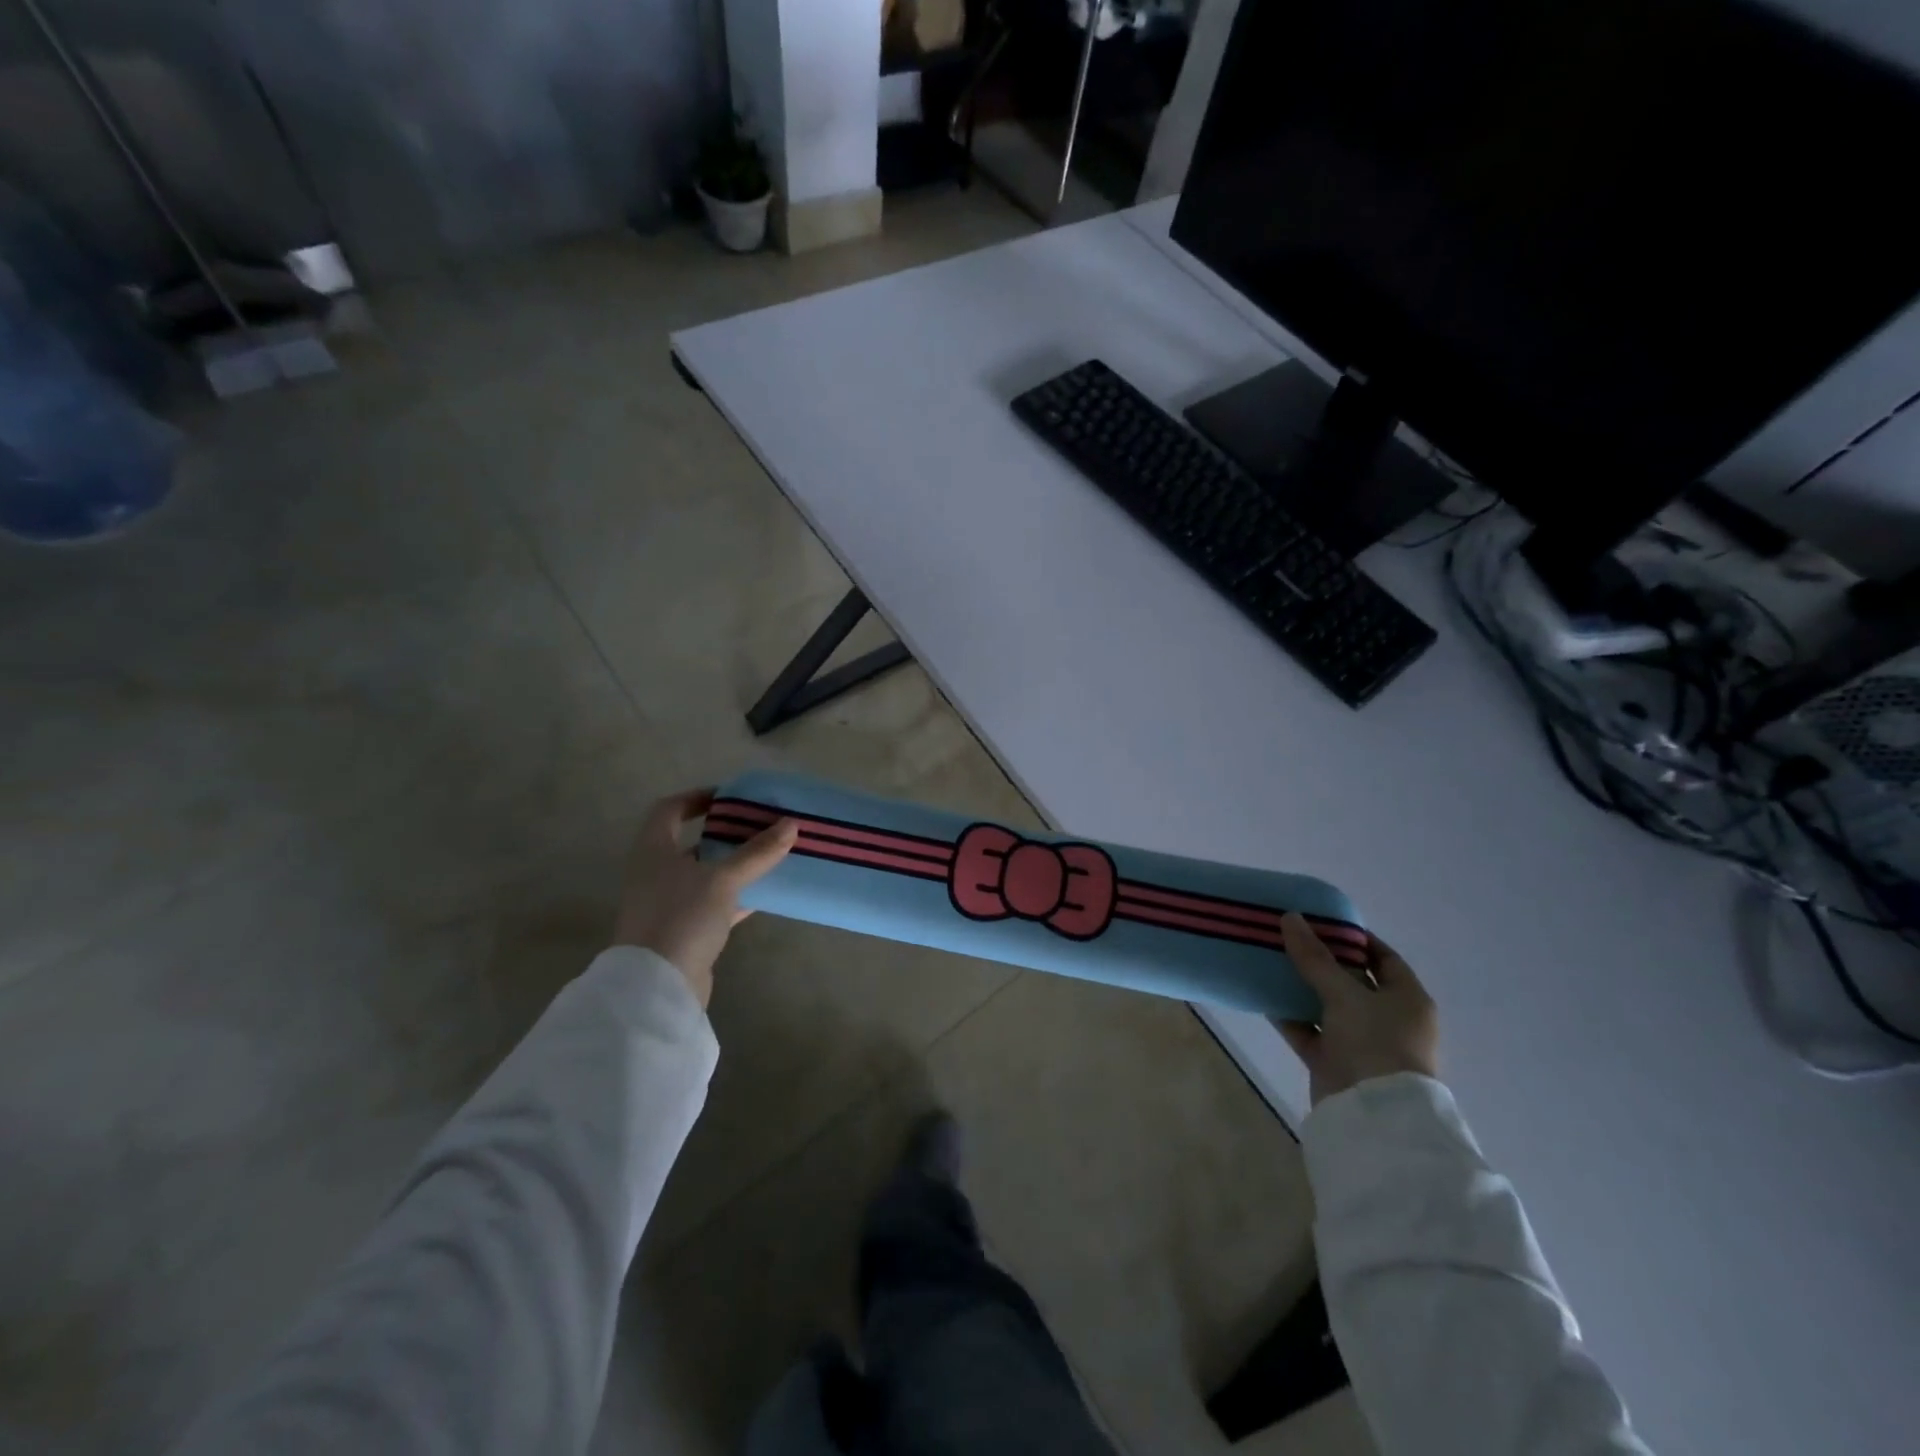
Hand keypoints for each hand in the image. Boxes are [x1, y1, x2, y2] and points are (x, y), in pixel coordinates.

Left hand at [612, 789, 797, 1006]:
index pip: (669, 810)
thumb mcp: (723, 879)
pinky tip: (766, 893)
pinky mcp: (684, 931)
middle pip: (692, 842)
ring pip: (706, 874)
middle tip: (760, 825)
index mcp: (654, 850)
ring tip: (770, 854)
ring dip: (735, 864)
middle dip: (726, 832)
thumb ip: (757, 852)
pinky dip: (737, 895)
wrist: (657, 986)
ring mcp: (668, 904)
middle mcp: (656, 873)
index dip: (697, 798)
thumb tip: (791, 823)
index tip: (731, 798)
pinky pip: (714, 903)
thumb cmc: (682, 917)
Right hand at [1277, 914, 1438, 1105]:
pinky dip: (1289, 1015)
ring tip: (1269, 959)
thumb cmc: (1374, 1044)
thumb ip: (1315, 957)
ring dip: (1300, 986)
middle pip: (1351, 980)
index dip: (1355, 939)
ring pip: (1326, 1005)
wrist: (1374, 1117)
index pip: (1383, 958)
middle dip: (1320, 960)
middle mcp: (1387, 1019)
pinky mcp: (1334, 1061)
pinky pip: (1308, 1030)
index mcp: (1407, 1000)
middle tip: (1287, 936)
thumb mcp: (1344, 994)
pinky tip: (1263, 995)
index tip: (1321, 921)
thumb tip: (1290, 917)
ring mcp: (1360, 1042)